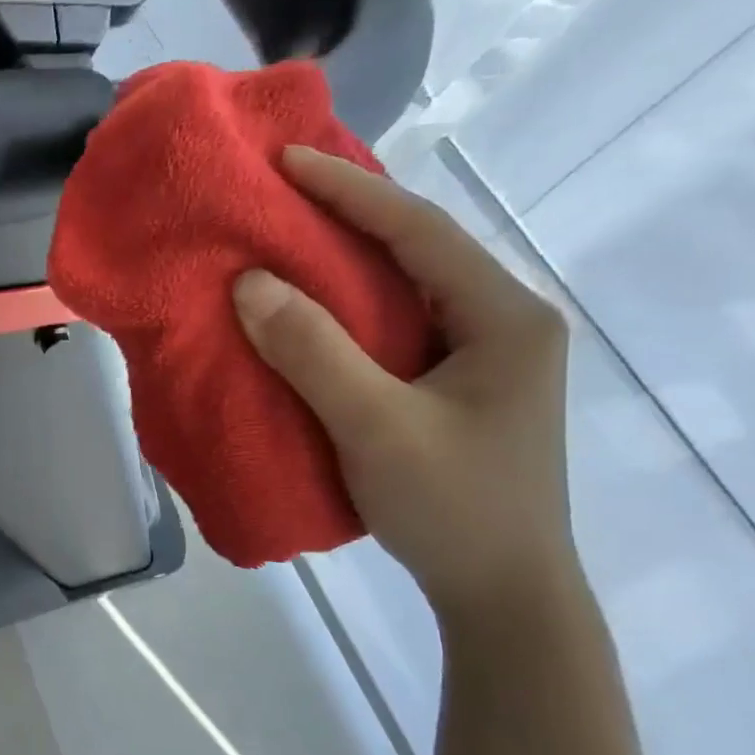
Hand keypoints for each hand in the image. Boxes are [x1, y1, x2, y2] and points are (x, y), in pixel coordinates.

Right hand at [233, 146, 576, 614]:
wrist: (502, 593)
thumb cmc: (452, 506)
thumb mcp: (376, 426)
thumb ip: (314, 351)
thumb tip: (251, 284)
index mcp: (503, 316)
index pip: (419, 231)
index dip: (350, 191)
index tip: (287, 161)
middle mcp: (501, 323)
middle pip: (417, 251)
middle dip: (348, 218)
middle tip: (280, 197)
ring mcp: (482, 358)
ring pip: (405, 291)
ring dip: (345, 266)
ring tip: (286, 243)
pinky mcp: (456, 388)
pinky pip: (395, 330)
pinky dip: (348, 313)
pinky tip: (310, 314)